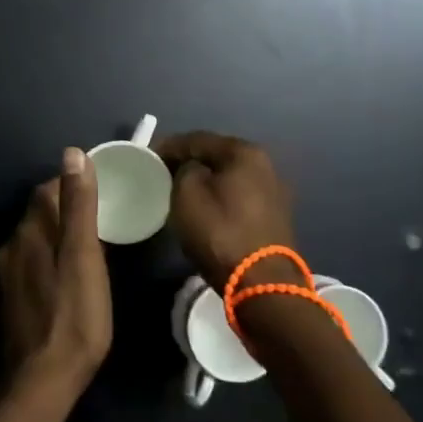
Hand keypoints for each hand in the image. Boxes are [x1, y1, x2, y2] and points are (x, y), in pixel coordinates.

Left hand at [0, 149, 112, 402]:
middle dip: (67, 209)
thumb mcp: (84, 257)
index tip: (102, 189)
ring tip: (91, 245)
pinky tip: (70, 276)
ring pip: (36, 240)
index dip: (73, 184)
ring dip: (59, 235)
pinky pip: (34, 264)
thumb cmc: (73, 317)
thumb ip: (79, 206)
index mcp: (29, 232)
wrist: (41, 382)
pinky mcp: (13, 299)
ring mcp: (8, 275)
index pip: (47, 190)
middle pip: (40, 214)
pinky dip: (52, 258)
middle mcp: (11, 247)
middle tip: (104, 217)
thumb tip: (72, 153)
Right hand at [154, 132, 297, 286]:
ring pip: (228, 176)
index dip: (169, 145)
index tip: (148, 155)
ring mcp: (273, 190)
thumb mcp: (187, 194)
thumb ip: (184, 169)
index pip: (197, 139)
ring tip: (180, 187)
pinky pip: (238, 194)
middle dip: (189, 160)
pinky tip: (205, 204)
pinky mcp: (274, 215)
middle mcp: (265, 164)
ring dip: (205, 178)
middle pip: (216, 155)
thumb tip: (191, 168)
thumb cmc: (220, 232)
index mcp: (244, 152)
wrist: (262, 283)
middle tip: (162, 170)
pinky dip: (219, 195)